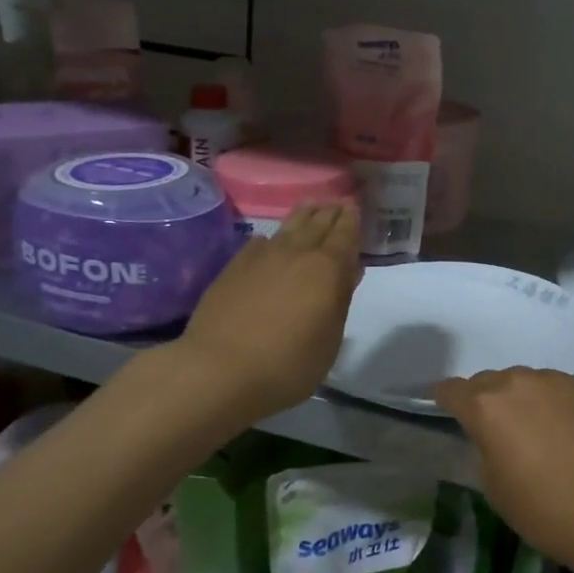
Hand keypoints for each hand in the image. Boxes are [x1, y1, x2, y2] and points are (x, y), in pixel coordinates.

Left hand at [161, 203, 360, 425]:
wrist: (218, 370)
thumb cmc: (287, 364)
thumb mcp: (329, 340)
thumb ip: (340, 301)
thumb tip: (348, 271)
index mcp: (327, 268)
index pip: (344, 234)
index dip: (351, 221)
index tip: (355, 207)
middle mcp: (296, 253)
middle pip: (318, 223)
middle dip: (331, 212)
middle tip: (338, 202)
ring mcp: (261, 257)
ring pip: (289, 227)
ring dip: (304, 215)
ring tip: (311, 206)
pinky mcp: (234, 267)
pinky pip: (260, 242)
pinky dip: (273, 237)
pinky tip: (271, 241)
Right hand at [433, 368, 573, 570]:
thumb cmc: (541, 508)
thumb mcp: (492, 484)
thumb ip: (482, 445)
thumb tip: (490, 433)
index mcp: (484, 406)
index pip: (451, 389)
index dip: (446, 400)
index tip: (448, 411)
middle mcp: (515, 381)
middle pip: (487, 381)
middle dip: (485, 400)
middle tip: (496, 428)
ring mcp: (552, 379)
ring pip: (523, 380)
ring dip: (520, 397)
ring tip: (533, 427)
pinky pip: (553, 386)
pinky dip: (550, 400)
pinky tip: (563, 426)